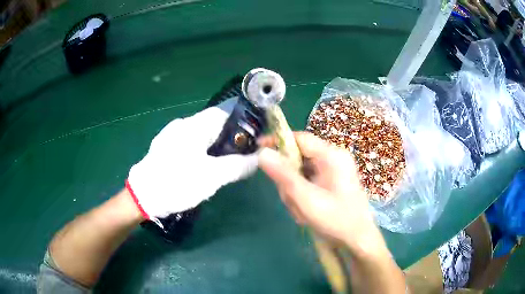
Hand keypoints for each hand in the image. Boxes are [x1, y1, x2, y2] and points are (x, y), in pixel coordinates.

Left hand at [127, 98, 257, 219]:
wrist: (142, 196)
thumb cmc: (177, 182)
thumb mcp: (212, 177)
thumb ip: (238, 166)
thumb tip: (257, 159)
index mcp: (194, 126)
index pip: (224, 113)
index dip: (241, 122)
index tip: (252, 137)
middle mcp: (182, 125)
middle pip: (213, 124)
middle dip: (229, 138)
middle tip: (241, 156)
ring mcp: (171, 136)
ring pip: (202, 135)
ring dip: (216, 147)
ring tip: (224, 165)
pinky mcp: (165, 148)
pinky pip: (190, 144)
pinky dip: (202, 152)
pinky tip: (202, 168)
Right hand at [258, 132, 383, 250]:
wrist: (358, 240)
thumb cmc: (336, 220)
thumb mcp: (306, 199)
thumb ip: (283, 175)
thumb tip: (262, 153)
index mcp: (332, 156)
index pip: (300, 138)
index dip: (277, 141)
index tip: (258, 149)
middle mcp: (333, 159)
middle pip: (298, 158)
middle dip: (289, 180)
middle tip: (291, 200)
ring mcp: (333, 171)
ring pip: (301, 172)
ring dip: (294, 191)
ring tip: (302, 211)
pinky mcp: (331, 182)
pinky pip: (308, 182)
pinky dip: (302, 195)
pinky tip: (306, 211)